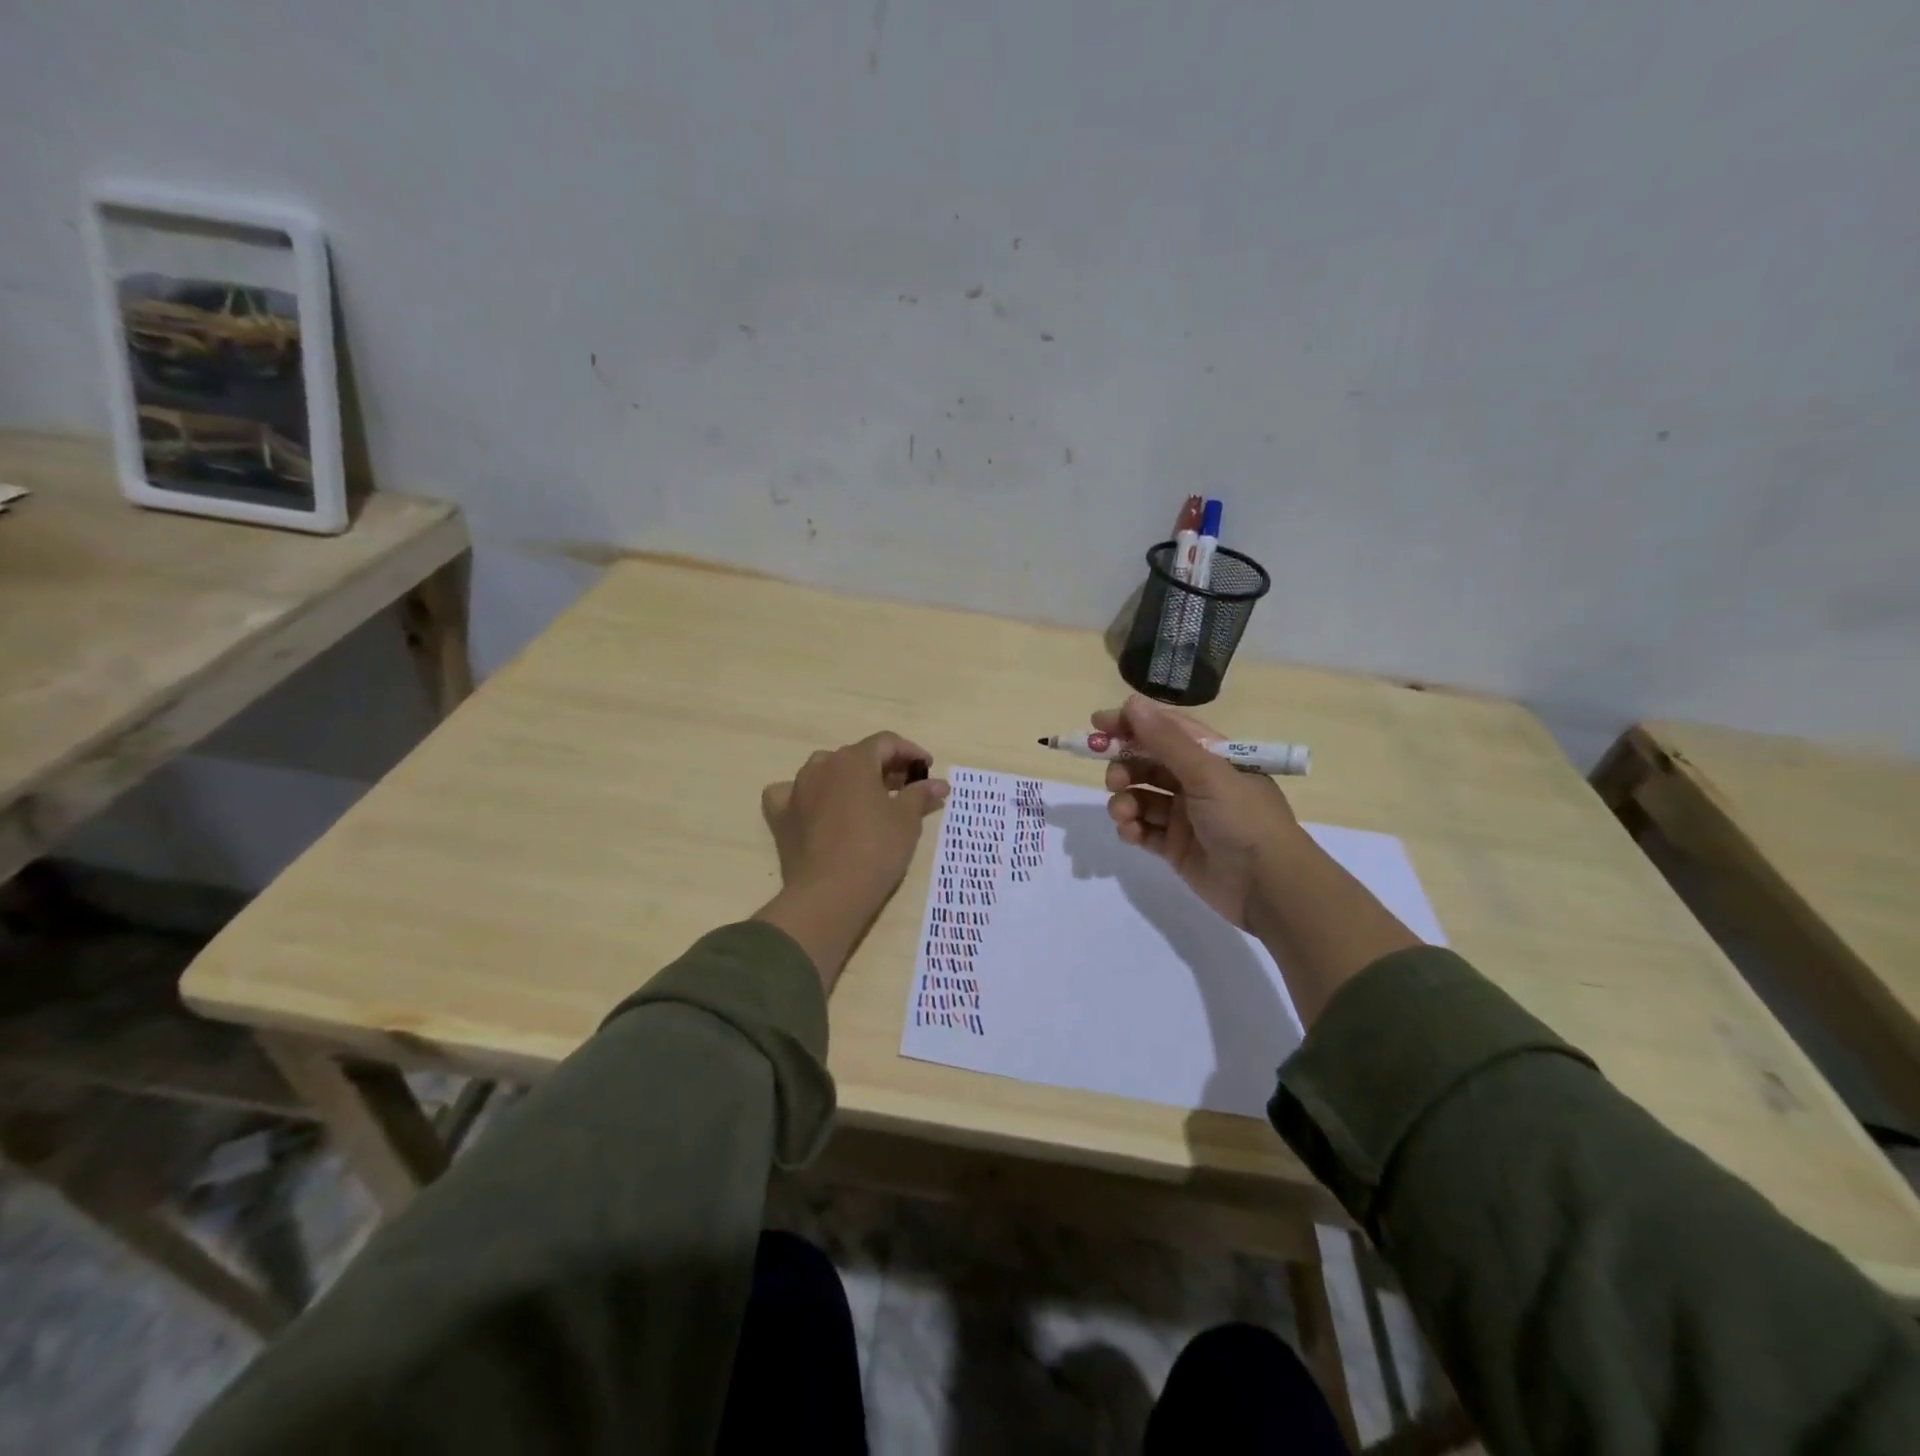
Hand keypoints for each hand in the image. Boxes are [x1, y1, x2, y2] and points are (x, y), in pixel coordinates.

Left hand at [754, 732, 949, 989]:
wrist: (829, 894)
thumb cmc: (875, 850)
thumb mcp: (907, 821)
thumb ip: (921, 794)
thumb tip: (939, 783)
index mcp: (854, 760)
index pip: (886, 742)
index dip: (910, 752)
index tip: (927, 769)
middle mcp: (822, 766)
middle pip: (857, 756)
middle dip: (883, 768)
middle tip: (904, 789)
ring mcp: (796, 789)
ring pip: (825, 772)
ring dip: (847, 780)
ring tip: (867, 801)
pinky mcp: (780, 816)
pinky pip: (791, 795)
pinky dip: (807, 797)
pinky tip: (815, 809)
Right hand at [1102, 694, 1419, 1023]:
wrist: (1269, 887)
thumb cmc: (1243, 819)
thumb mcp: (1206, 773)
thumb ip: (1166, 740)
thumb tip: (1131, 703)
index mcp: (1212, 756)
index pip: (1166, 729)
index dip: (1132, 724)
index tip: (1098, 724)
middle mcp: (1197, 782)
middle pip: (1148, 763)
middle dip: (1125, 766)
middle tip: (1114, 778)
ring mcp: (1185, 816)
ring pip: (1141, 797)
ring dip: (1125, 800)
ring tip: (1124, 813)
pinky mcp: (1175, 847)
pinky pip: (1144, 829)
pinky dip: (1132, 828)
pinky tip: (1131, 832)